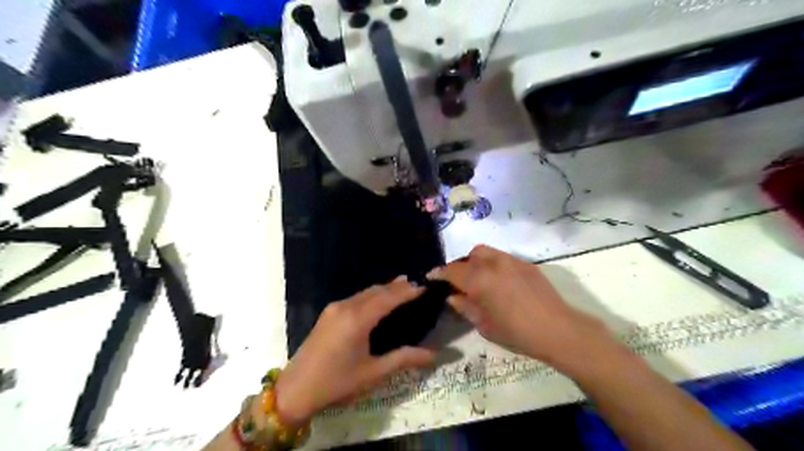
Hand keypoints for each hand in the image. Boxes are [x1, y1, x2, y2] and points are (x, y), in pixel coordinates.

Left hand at [277, 275, 439, 426]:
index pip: (389, 298)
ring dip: (385, 289)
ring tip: (404, 287)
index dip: (408, 291)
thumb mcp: (373, 373)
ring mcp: (335, 308)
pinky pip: (356, 297)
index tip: (426, 286)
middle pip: (377, 290)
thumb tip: (434, 355)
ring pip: (366, 292)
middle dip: (398, 286)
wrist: (294, 390)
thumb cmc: (336, 383)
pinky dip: (372, 295)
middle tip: (419, 284)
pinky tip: (380, 300)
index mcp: (358, 319)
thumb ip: (404, 359)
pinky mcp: (328, 313)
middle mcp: (346, 306)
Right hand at [430, 244, 617, 374]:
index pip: (452, 271)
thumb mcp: (485, 325)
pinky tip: (500, 282)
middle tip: (460, 282)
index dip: (439, 273)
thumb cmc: (517, 333)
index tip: (432, 276)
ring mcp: (512, 261)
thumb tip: (453, 297)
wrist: (558, 330)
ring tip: (480, 280)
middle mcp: (494, 264)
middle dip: (462, 265)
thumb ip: (465, 307)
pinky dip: (494, 265)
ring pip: (487, 252)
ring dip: (478, 262)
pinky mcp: (526, 264)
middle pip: (471, 254)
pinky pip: (503, 258)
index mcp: (480, 280)